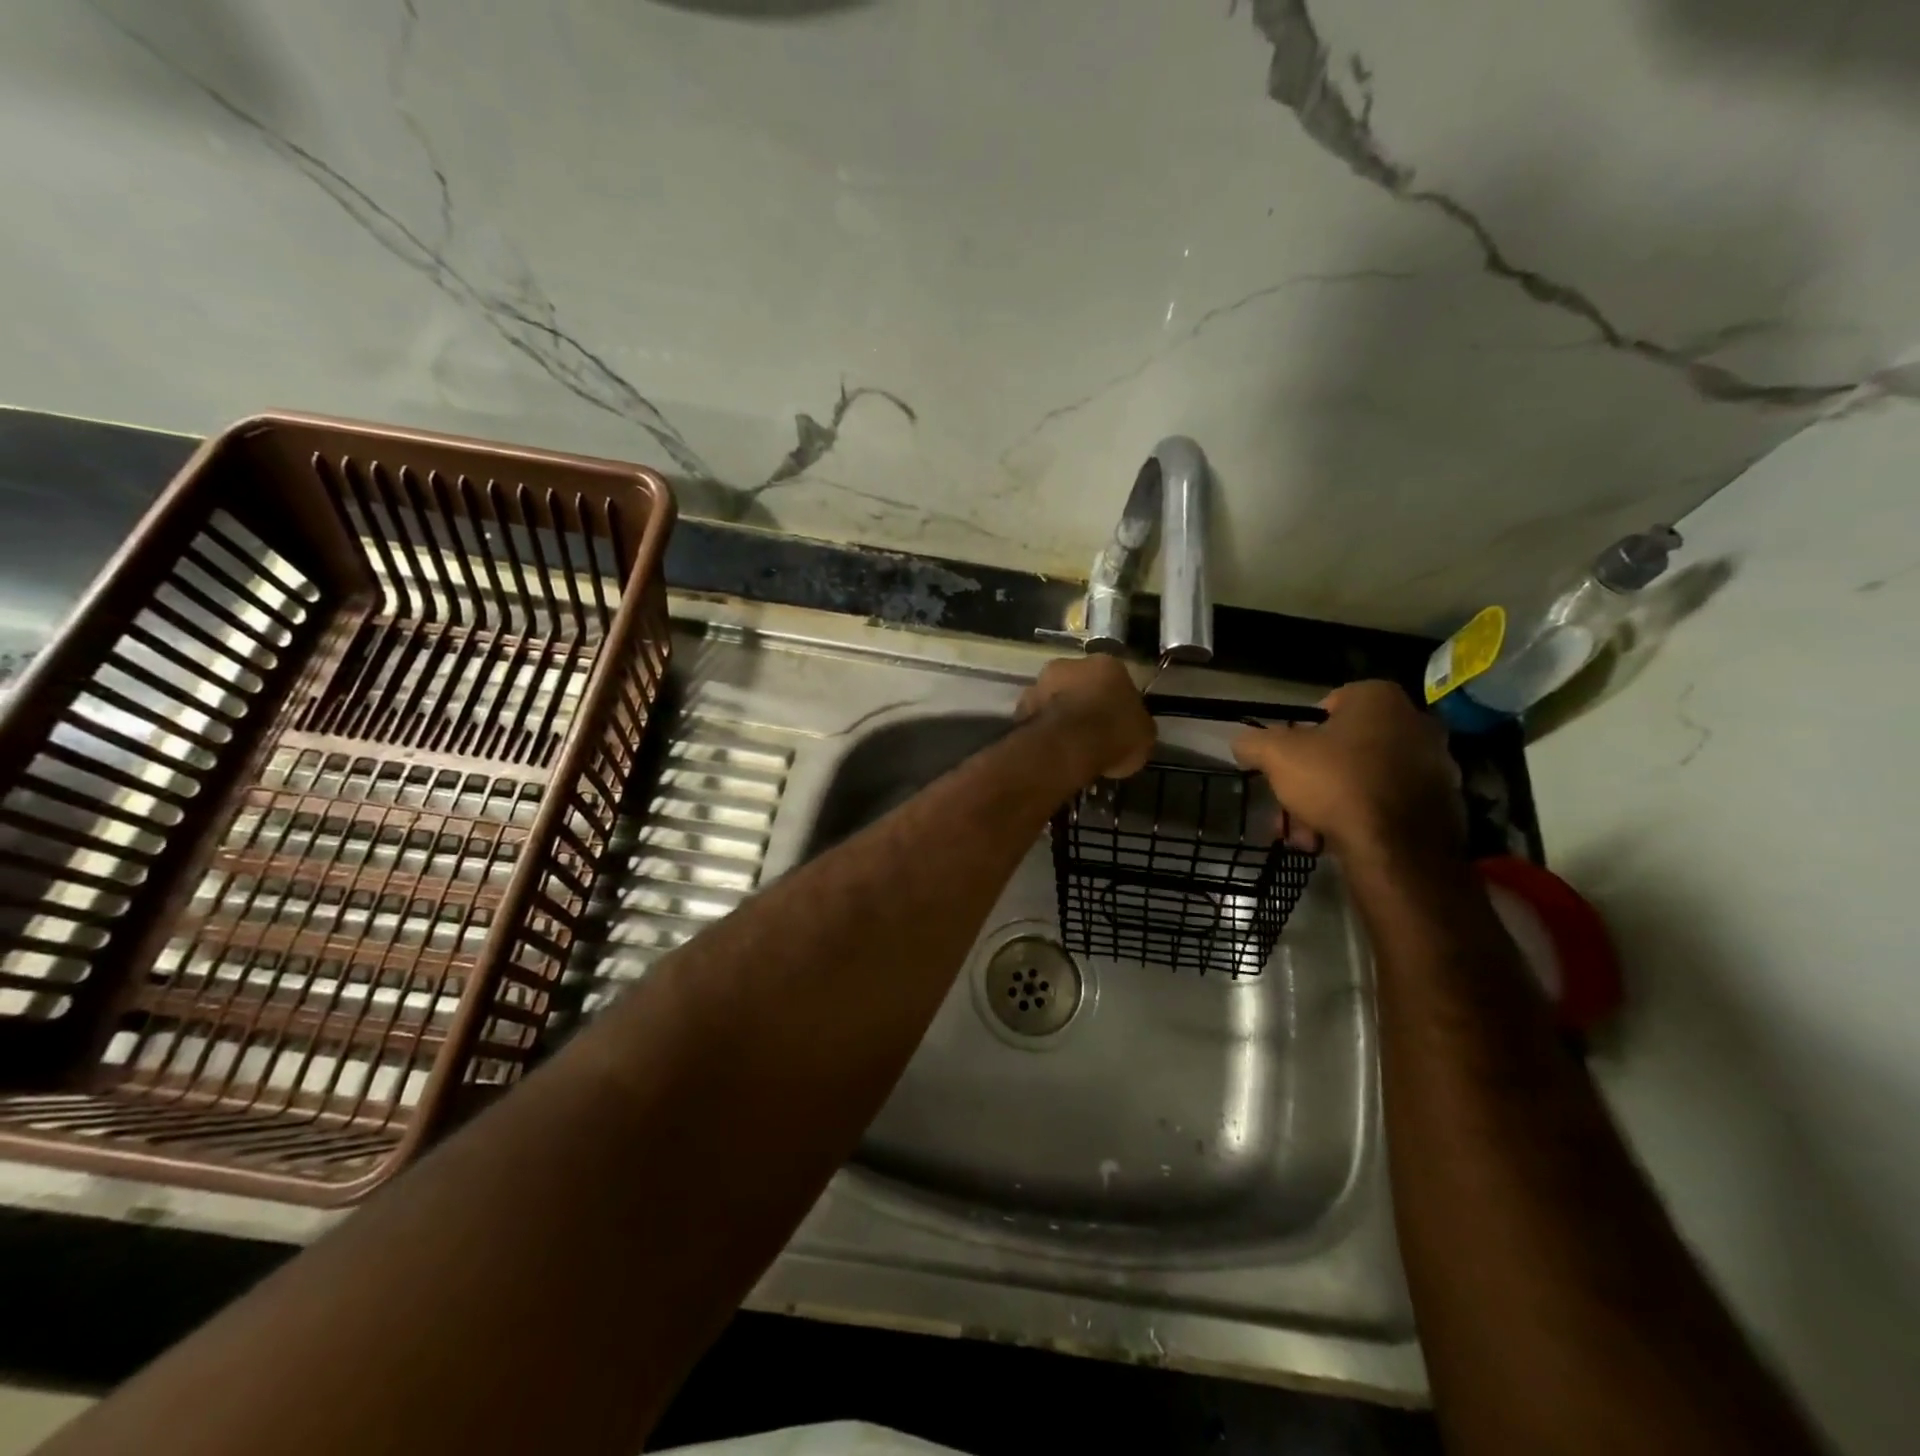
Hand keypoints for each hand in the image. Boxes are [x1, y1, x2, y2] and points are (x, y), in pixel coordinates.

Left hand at [1018, 655, 1155, 782]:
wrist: (1067, 746)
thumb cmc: (1113, 733)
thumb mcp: (1143, 734)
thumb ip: (1135, 724)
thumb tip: (1131, 728)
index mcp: (1106, 664)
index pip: (1115, 679)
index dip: (1116, 702)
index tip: (1117, 723)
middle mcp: (1069, 664)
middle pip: (1079, 683)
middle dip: (1084, 703)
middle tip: (1092, 732)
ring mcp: (1040, 683)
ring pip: (1054, 698)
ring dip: (1060, 715)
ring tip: (1069, 744)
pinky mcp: (1020, 707)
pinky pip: (1037, 718)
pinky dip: (1044, 730)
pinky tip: (1052, 750)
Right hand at [1232, 681, 1462, 870]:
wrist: (1397, 848)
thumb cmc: (1336, 783)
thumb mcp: (1276, 755)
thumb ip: (1254, 741)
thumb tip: (1244, 743)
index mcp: (1379, 698)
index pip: (1326, 707)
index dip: (1298, 736)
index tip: (1285, 763)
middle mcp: (1416, 722)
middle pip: (1344, 749)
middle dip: (1312, 780)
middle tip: (1290, 807)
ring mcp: (1437, 764)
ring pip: (1363, 780)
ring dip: (1330, 804)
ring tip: (1307, 835)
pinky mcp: (1445, 804)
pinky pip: (1389, 805)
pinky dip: (1363, 819)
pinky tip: (1338, 841)